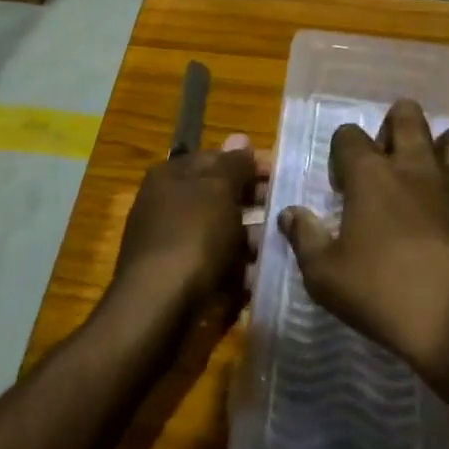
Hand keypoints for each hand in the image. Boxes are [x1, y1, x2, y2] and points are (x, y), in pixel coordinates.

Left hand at [108, 134, 268, 330]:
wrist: (158, 310)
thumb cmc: (191, 237)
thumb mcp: (217, 190)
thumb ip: (232, 164)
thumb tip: (240, 138)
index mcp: (171, 177)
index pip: (216, 158)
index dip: (250, 163)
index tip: (285, 175)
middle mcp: (168, 205)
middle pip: (219, 195)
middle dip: (255, 202)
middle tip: (290, 211)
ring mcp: (173, 243)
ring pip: (222, 232)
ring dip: (252, 237)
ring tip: (284, 244)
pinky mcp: (181, 278)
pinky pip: (217, 264)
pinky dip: (239, 268)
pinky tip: (263, 275)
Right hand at [281, 100, 448, 398]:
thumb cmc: (385, 296)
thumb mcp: (325, 276)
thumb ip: (304, 238)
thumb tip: (288, 213)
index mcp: (372, 176)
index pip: (348, 135)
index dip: (341, 154)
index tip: (343, 186)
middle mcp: (418, 165)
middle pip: (408, 115)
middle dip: (396, 125)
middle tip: (390, 159)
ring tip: (439, 169)